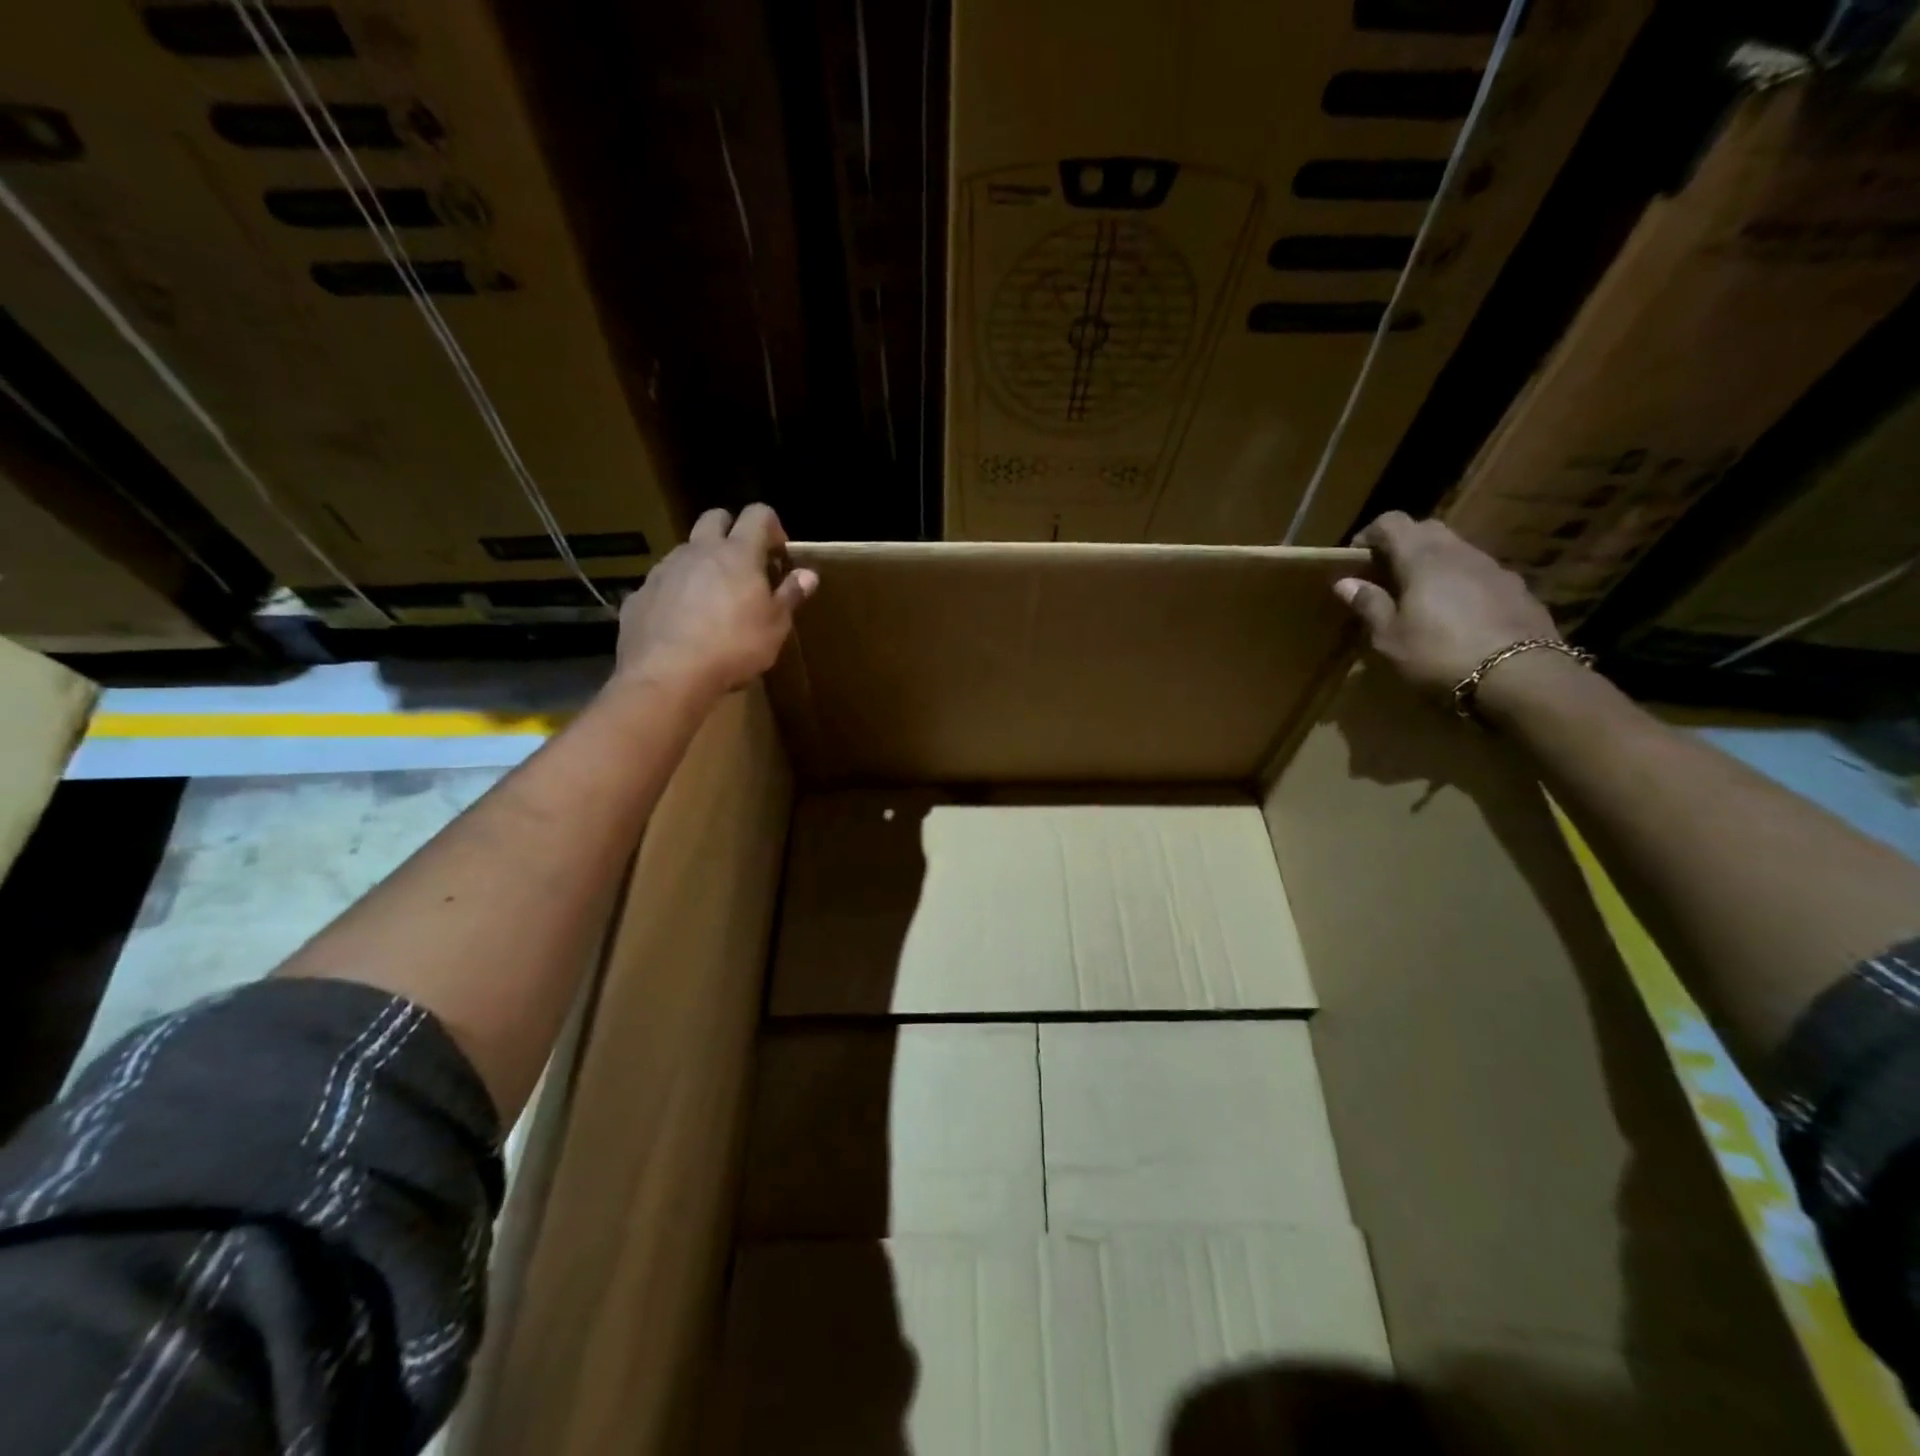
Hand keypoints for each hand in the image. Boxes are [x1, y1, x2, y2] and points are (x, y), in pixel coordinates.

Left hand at [613, 503, 818, 699]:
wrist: (666, 675)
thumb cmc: (733, 648)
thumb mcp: (774, 627)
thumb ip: (790, 595)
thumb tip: (808, 574)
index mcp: (738, 553)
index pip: (757, 514)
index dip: (772, 526)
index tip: (779, 554)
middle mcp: (698, 550)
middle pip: (715, 518)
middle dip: (732, 531)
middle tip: (745, 566)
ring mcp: (664, 570)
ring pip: (686, 550)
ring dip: (703, 563)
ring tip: (714, 600)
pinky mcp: (640, 594)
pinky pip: (663, 583)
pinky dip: (677, 593)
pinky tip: (684, 624)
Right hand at [1333, 512, 1560, 701]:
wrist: (1520, 675)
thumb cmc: (1439, 654)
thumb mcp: (1390, 637)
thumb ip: (1369, 604)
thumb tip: (1345, 582)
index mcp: (1422, 558)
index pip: (1392, 522)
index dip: (1370, 533)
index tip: (1355, 558)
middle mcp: (1459, 552)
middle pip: (1427, 529)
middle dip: (1402, 543)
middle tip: (1385, 574)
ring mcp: (1493, 568)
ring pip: (1456, 549)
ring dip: (1433, 562)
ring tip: (1420, 596)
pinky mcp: (1516, 588)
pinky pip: (1479, 573)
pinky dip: (1459, 581)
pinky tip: (1456, 613)